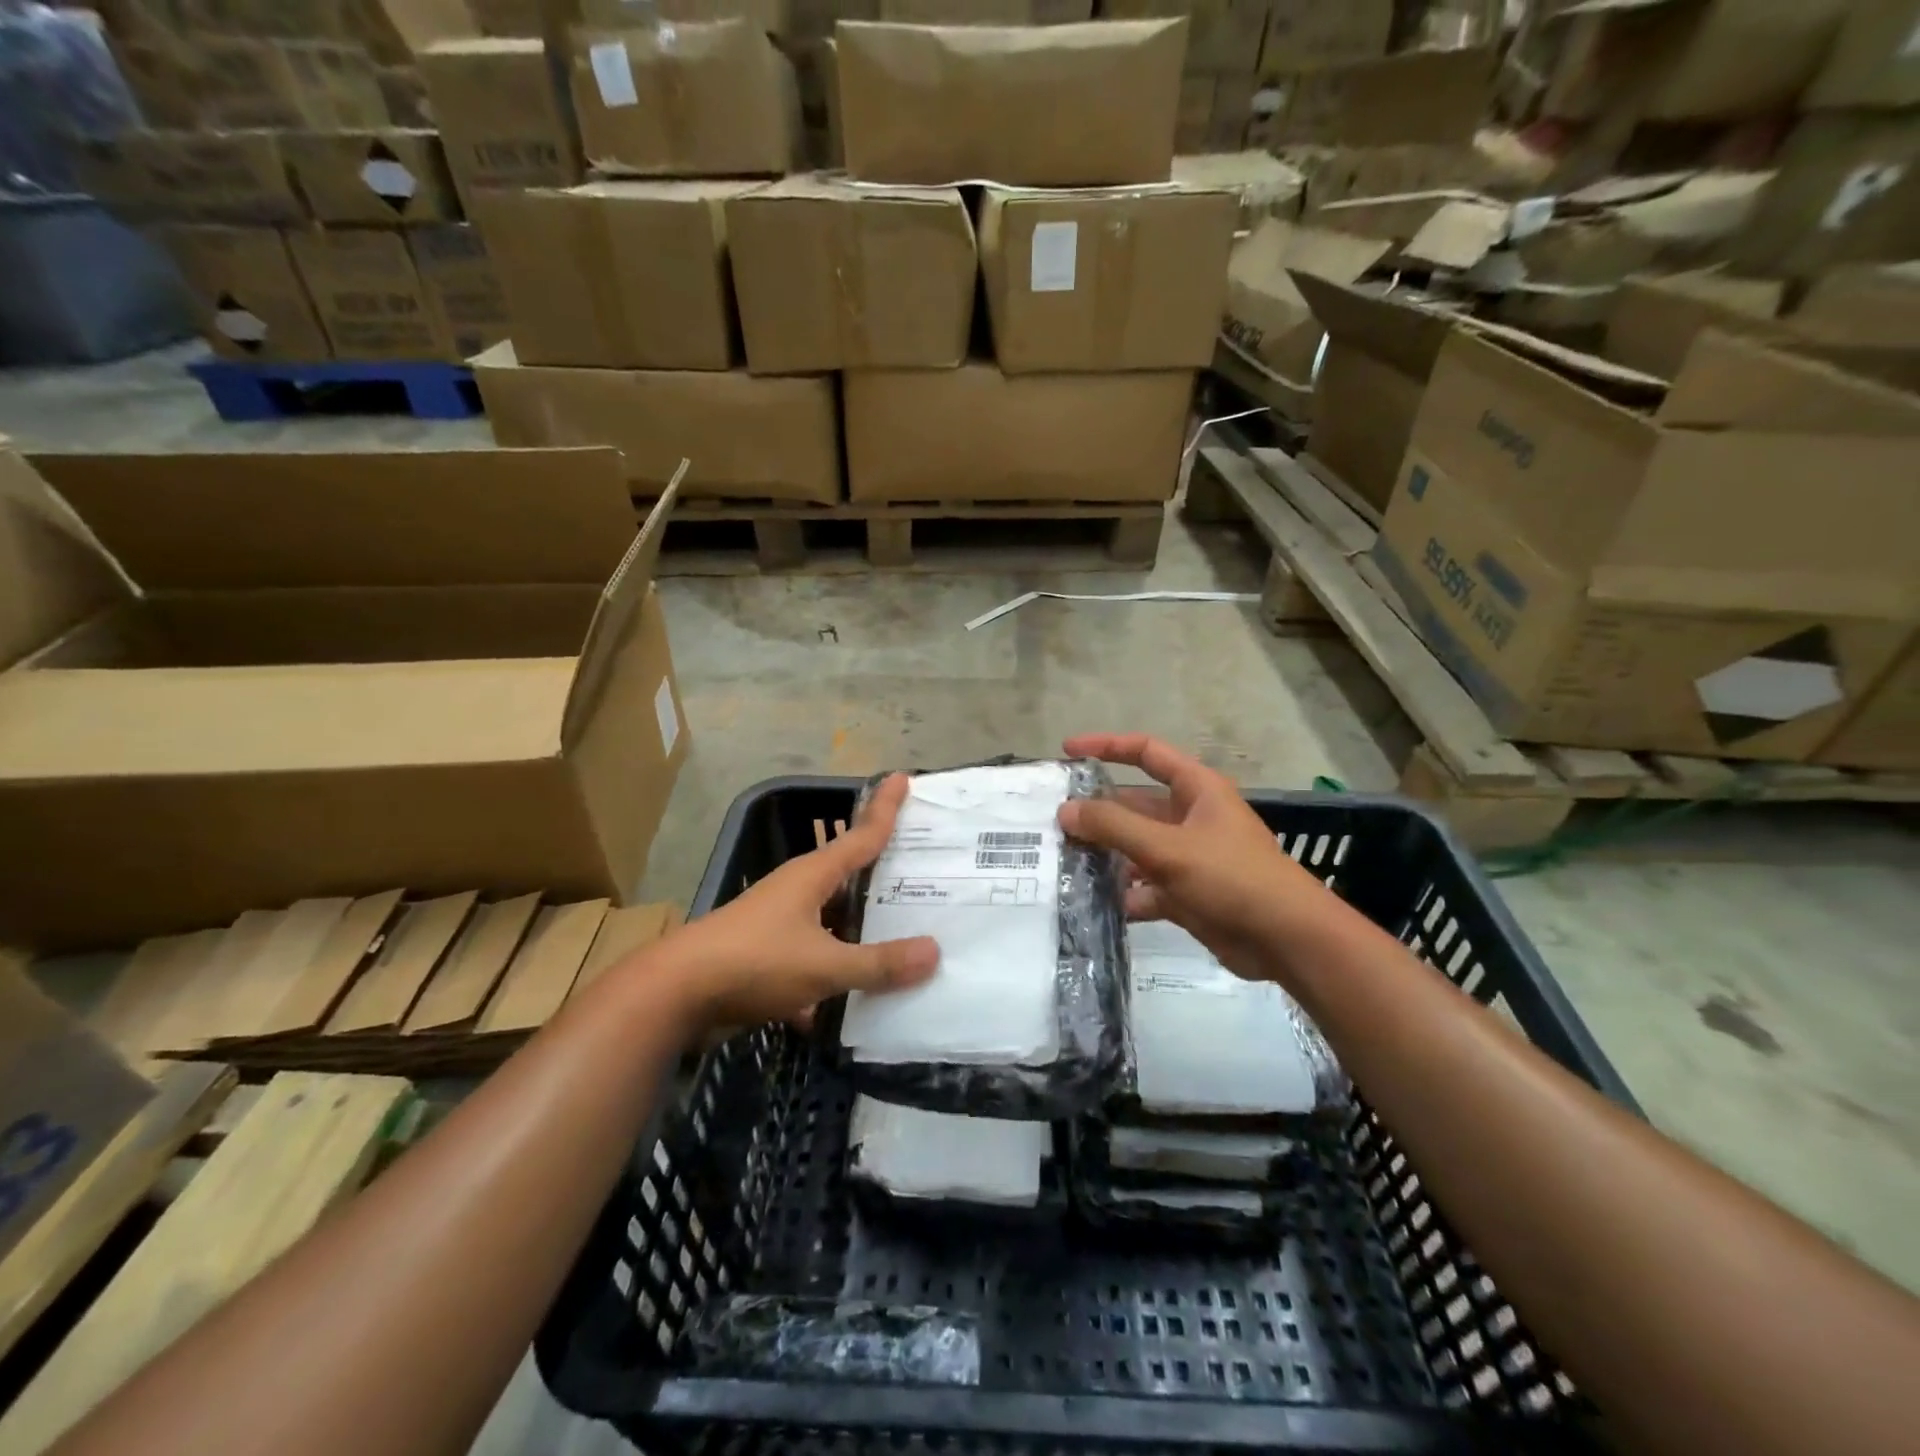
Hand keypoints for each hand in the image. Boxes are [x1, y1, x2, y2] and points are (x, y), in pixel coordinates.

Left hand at [660, 773, 939, 1029]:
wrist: (674, 995)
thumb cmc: (754, 962)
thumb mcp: (824, 965)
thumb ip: (878, 963)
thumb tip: (934, 952)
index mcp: (812, 876)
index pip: (862, 834)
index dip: (886, 808)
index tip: (905, 777)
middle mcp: (798, 891)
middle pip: (850, 875)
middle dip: (884, 875)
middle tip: (927, 871)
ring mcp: (779, 923)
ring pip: (833, 920)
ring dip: (862, 930)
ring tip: (905, 938)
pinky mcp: (766, 956)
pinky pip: (813, 958)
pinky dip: (833, 974)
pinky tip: (856, 1005)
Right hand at [1059, 733, 1326, 985]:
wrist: (1286, 940)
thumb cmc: (1232, 877)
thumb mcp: (1168, 847)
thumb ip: (1114, 826)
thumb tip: (1065, 810)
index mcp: (1196, 789)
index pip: (1146, 752)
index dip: (1106, 746)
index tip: (1067, 751)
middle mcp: (1190, 817)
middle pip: (1133, 805)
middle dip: (1096, 813)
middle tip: (1052, 824)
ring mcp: (1188, 857)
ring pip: (1135, 848)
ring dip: (1105, 856)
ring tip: (1062, 864)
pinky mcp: (1186, 894)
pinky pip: (1145, 887)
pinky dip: (1123, 894)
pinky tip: (1093, 903)